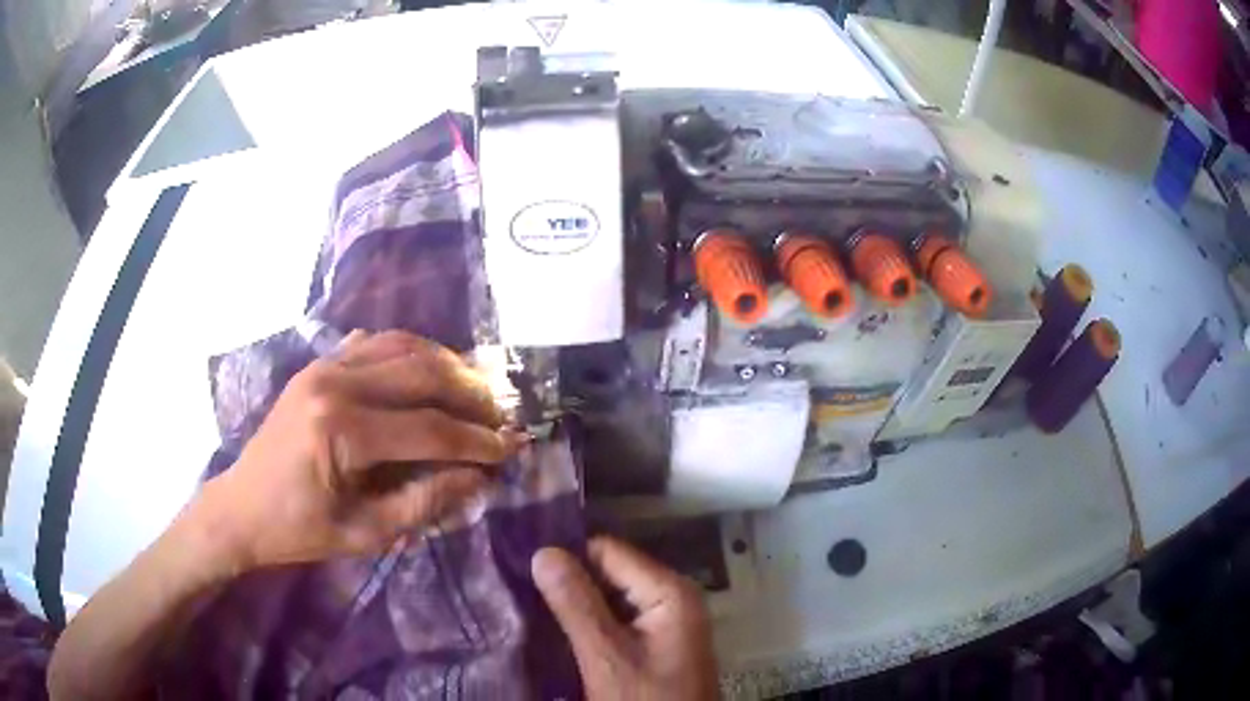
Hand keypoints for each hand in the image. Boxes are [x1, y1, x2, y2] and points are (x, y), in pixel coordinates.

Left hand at [200, 330, 517, 571]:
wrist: (242, 506)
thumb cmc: (300, 529)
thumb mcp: (365, 533)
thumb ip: (426, 503)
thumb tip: (478, 478)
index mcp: (342, 431)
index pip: (429, 429)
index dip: (476, 441)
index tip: (510, 450)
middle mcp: (335, 384)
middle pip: (422, 373)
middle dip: (471, 394)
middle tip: (500, 416)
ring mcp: (324, 366)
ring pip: (403, 346)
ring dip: (447, 365)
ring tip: (475, 390)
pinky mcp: (319, 364)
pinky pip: (376, 343)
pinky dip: (412, 351)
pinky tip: (429, 371)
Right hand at [532, 536, 717, 700]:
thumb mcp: (606, 656)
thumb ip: (577, 604)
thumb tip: (544, 551)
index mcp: (670, 591)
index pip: (607, 551)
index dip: (566, 556)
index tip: (522, 565)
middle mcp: (674, 597)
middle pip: (611, 572)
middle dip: (569, 581)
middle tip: (519, 587)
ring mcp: (668, 621)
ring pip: (612, 597)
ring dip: (577, 604)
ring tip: (529, 605)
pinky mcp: (659, 642)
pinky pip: (619, 619)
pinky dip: (591, 623)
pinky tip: (558, 630)